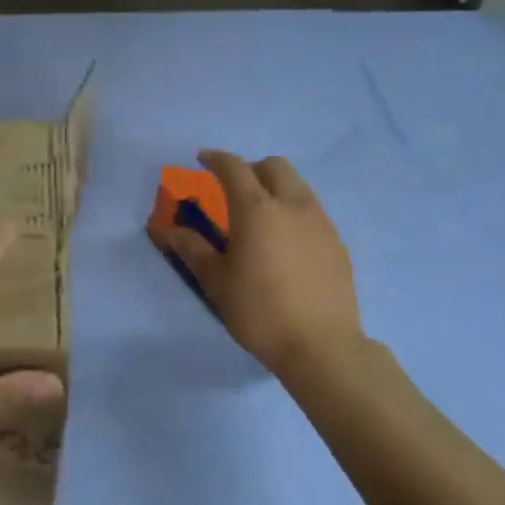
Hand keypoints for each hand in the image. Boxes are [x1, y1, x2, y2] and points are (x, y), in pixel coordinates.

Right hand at [165, 150, 363, 381]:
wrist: (321, 346)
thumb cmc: (259, 311)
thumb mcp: (217, 282)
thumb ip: (193, 249)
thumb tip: (167, 229)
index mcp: (257, 210)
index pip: (234, 168)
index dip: (216, 159)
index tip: (202, 160)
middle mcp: (292, 205)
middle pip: (274, 166)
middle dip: (251, 168)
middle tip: (234, 188)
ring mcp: (320, 222)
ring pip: (298, 186)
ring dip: (275, 187)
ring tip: (261, 216)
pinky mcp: (337, 243)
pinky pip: (312, 211)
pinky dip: (293, 211)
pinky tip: (285, 242)